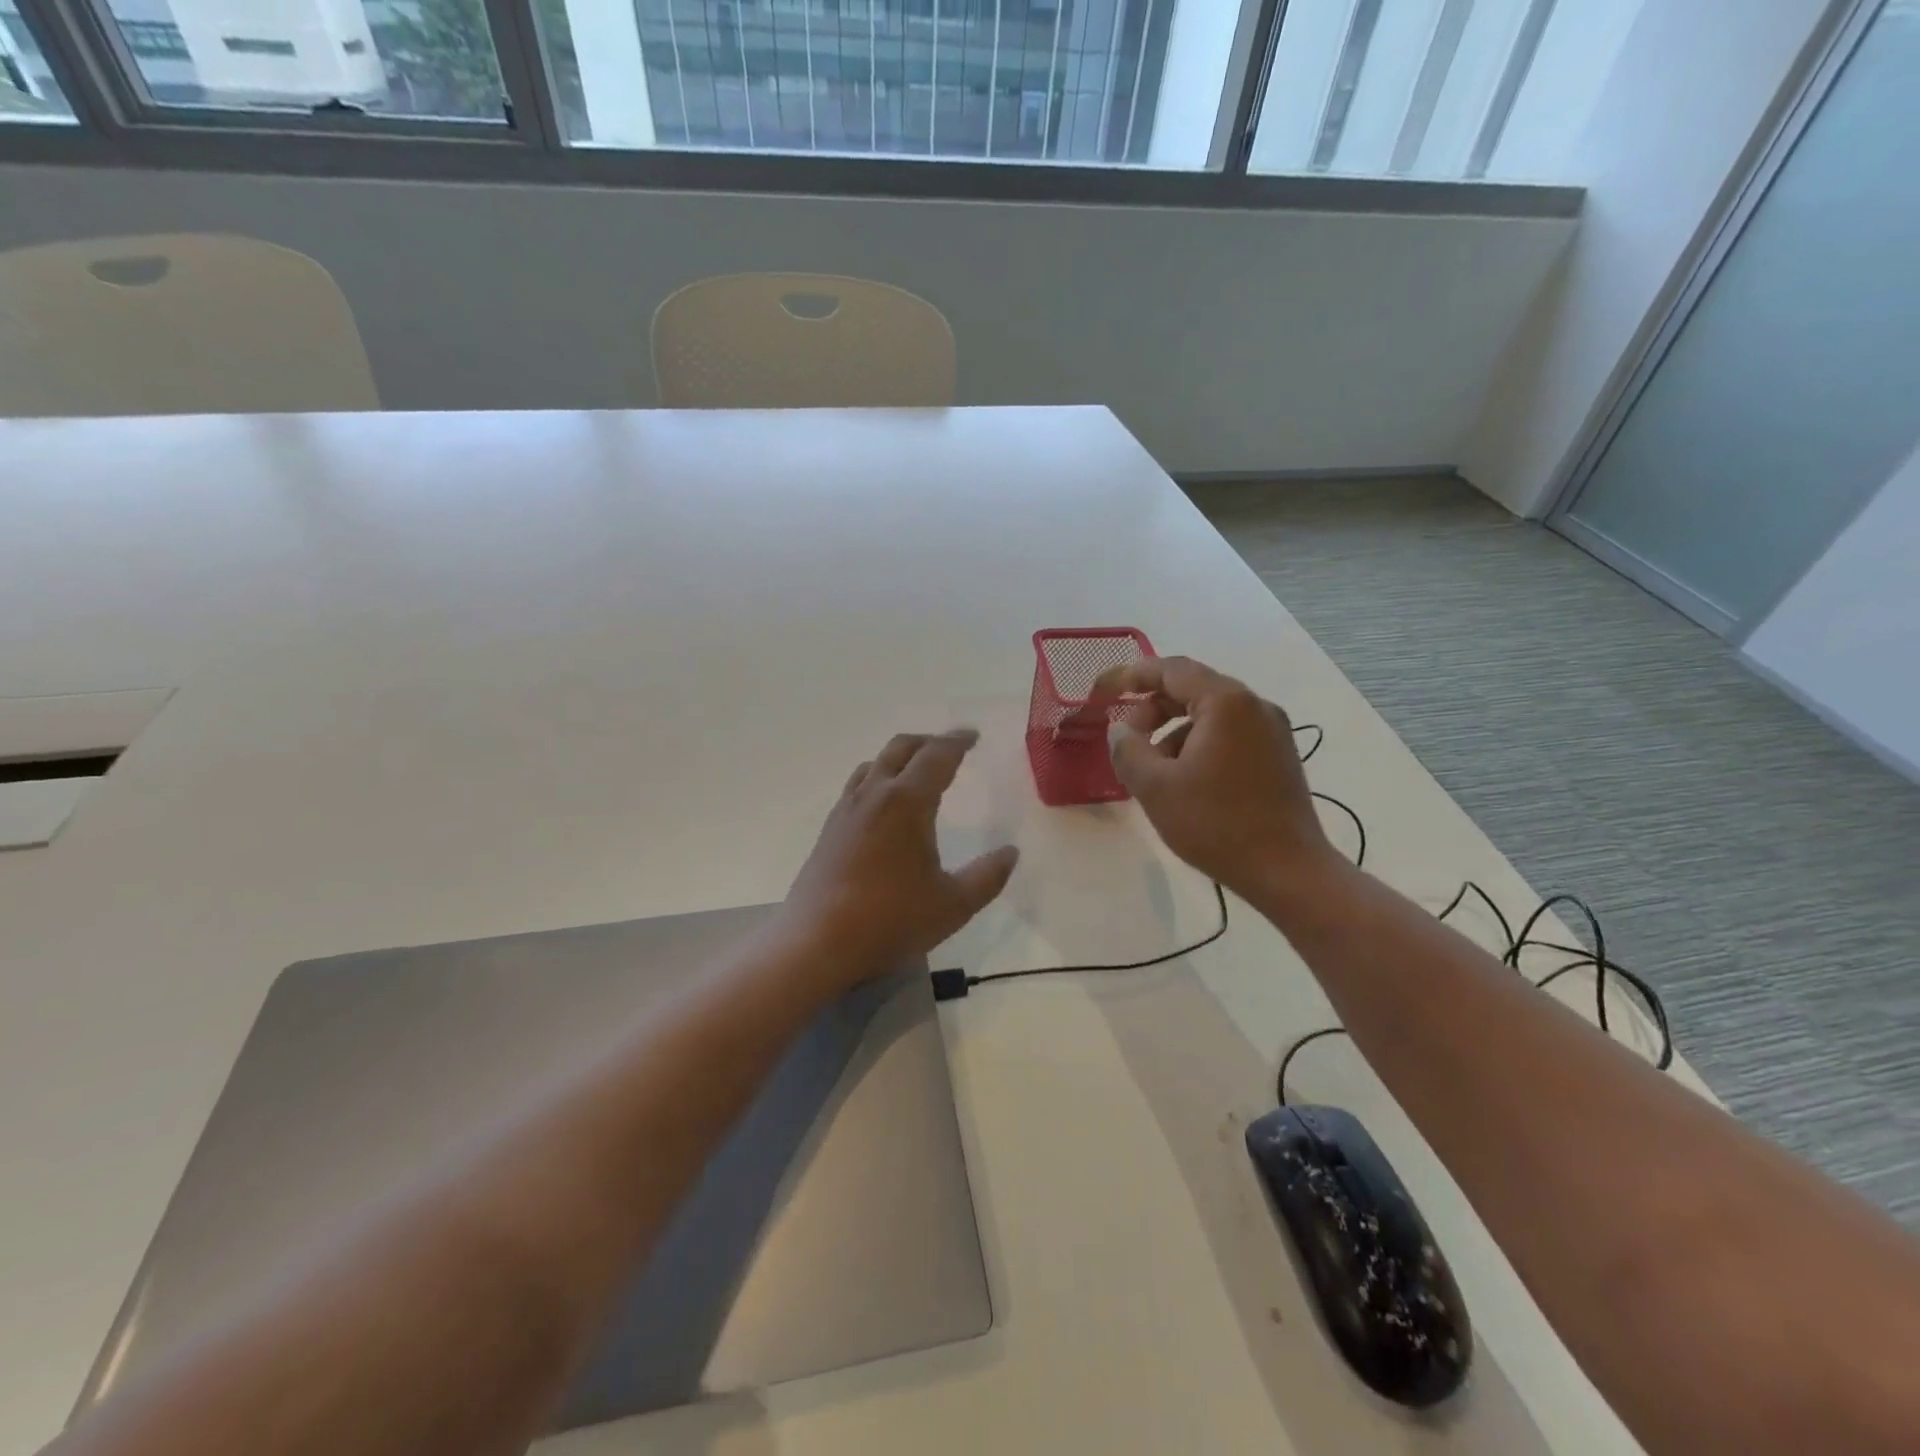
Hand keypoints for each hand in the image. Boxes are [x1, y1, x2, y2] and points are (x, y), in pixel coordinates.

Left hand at [781, 729, 1019, 989]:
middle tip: (951, 748)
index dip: (957, 741)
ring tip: (917, 770)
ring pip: (874, 764)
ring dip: (900, 757)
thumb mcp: (953, 905)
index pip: (936, 756)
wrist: (816, 942)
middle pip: (901, 748)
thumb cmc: (890, 920)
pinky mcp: (829, 829)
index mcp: (906, 802)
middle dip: (929, 742)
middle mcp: (874, 794)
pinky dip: (878, 777)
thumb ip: (987, 877)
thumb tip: (1011, 852)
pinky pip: (858, 785)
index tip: (973, 735)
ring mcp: (846, 810)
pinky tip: (883, 804)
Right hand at [1091, 656, 1333, 897]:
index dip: (1130, 675)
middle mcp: (1254, 705)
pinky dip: (1198, 744)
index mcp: (1226, 702)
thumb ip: (1127, 749)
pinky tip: (1184, 781)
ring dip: (1173, 731)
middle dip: (1152, 709)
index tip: (1102, 690)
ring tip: (1152, 768)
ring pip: (1210, 714)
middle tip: (1126, 739)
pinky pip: (1228, 734)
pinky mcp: (1278, 755)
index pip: (1170, 670)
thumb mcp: (1155, 787)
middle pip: (1192, 689)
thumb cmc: (1216, 823)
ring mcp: (1272, 730)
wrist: (1287, 871)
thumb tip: (1120, 730)